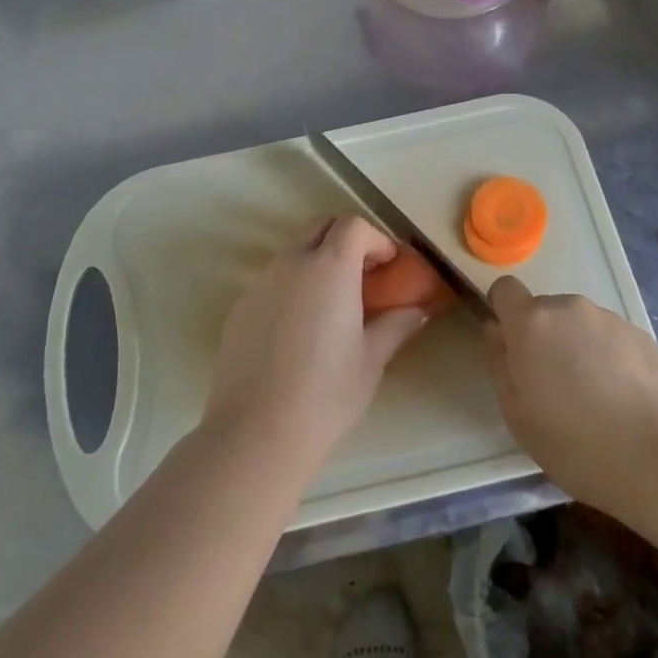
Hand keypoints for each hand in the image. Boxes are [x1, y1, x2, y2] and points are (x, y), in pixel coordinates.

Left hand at [203, 217, 435, 472]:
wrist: (257, 431)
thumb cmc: (327, 392)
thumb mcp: (372, 359)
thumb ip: (396, 325)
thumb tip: (417, 311)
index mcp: (329, 267)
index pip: (353, 226)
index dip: (376, 239)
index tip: (389, 266)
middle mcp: (291, 264)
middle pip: (320, 228)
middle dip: (346, 241)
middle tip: (364, 276)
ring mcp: (260, 283)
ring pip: (293, 253)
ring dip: (317, 262)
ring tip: (333, 305)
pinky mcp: (240, 307)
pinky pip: (272, 281)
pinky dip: (293, 287)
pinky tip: (300, 329)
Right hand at [485, 276, 657, 510]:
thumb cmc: (575, 442)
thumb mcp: (517, 414)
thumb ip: (500, 362)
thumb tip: (496, 330)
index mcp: (532, 323)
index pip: (505, 288)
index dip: (504, 311)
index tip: (513, 346)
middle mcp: (569, 308)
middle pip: (545, 311)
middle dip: (544, 338)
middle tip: (556, 387)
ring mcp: (610, 319)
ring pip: (580, 325)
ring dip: (579, 348)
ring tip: (596, 398)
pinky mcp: (643, 335)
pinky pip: (611, 339)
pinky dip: (610, 359)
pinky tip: (625, 400)